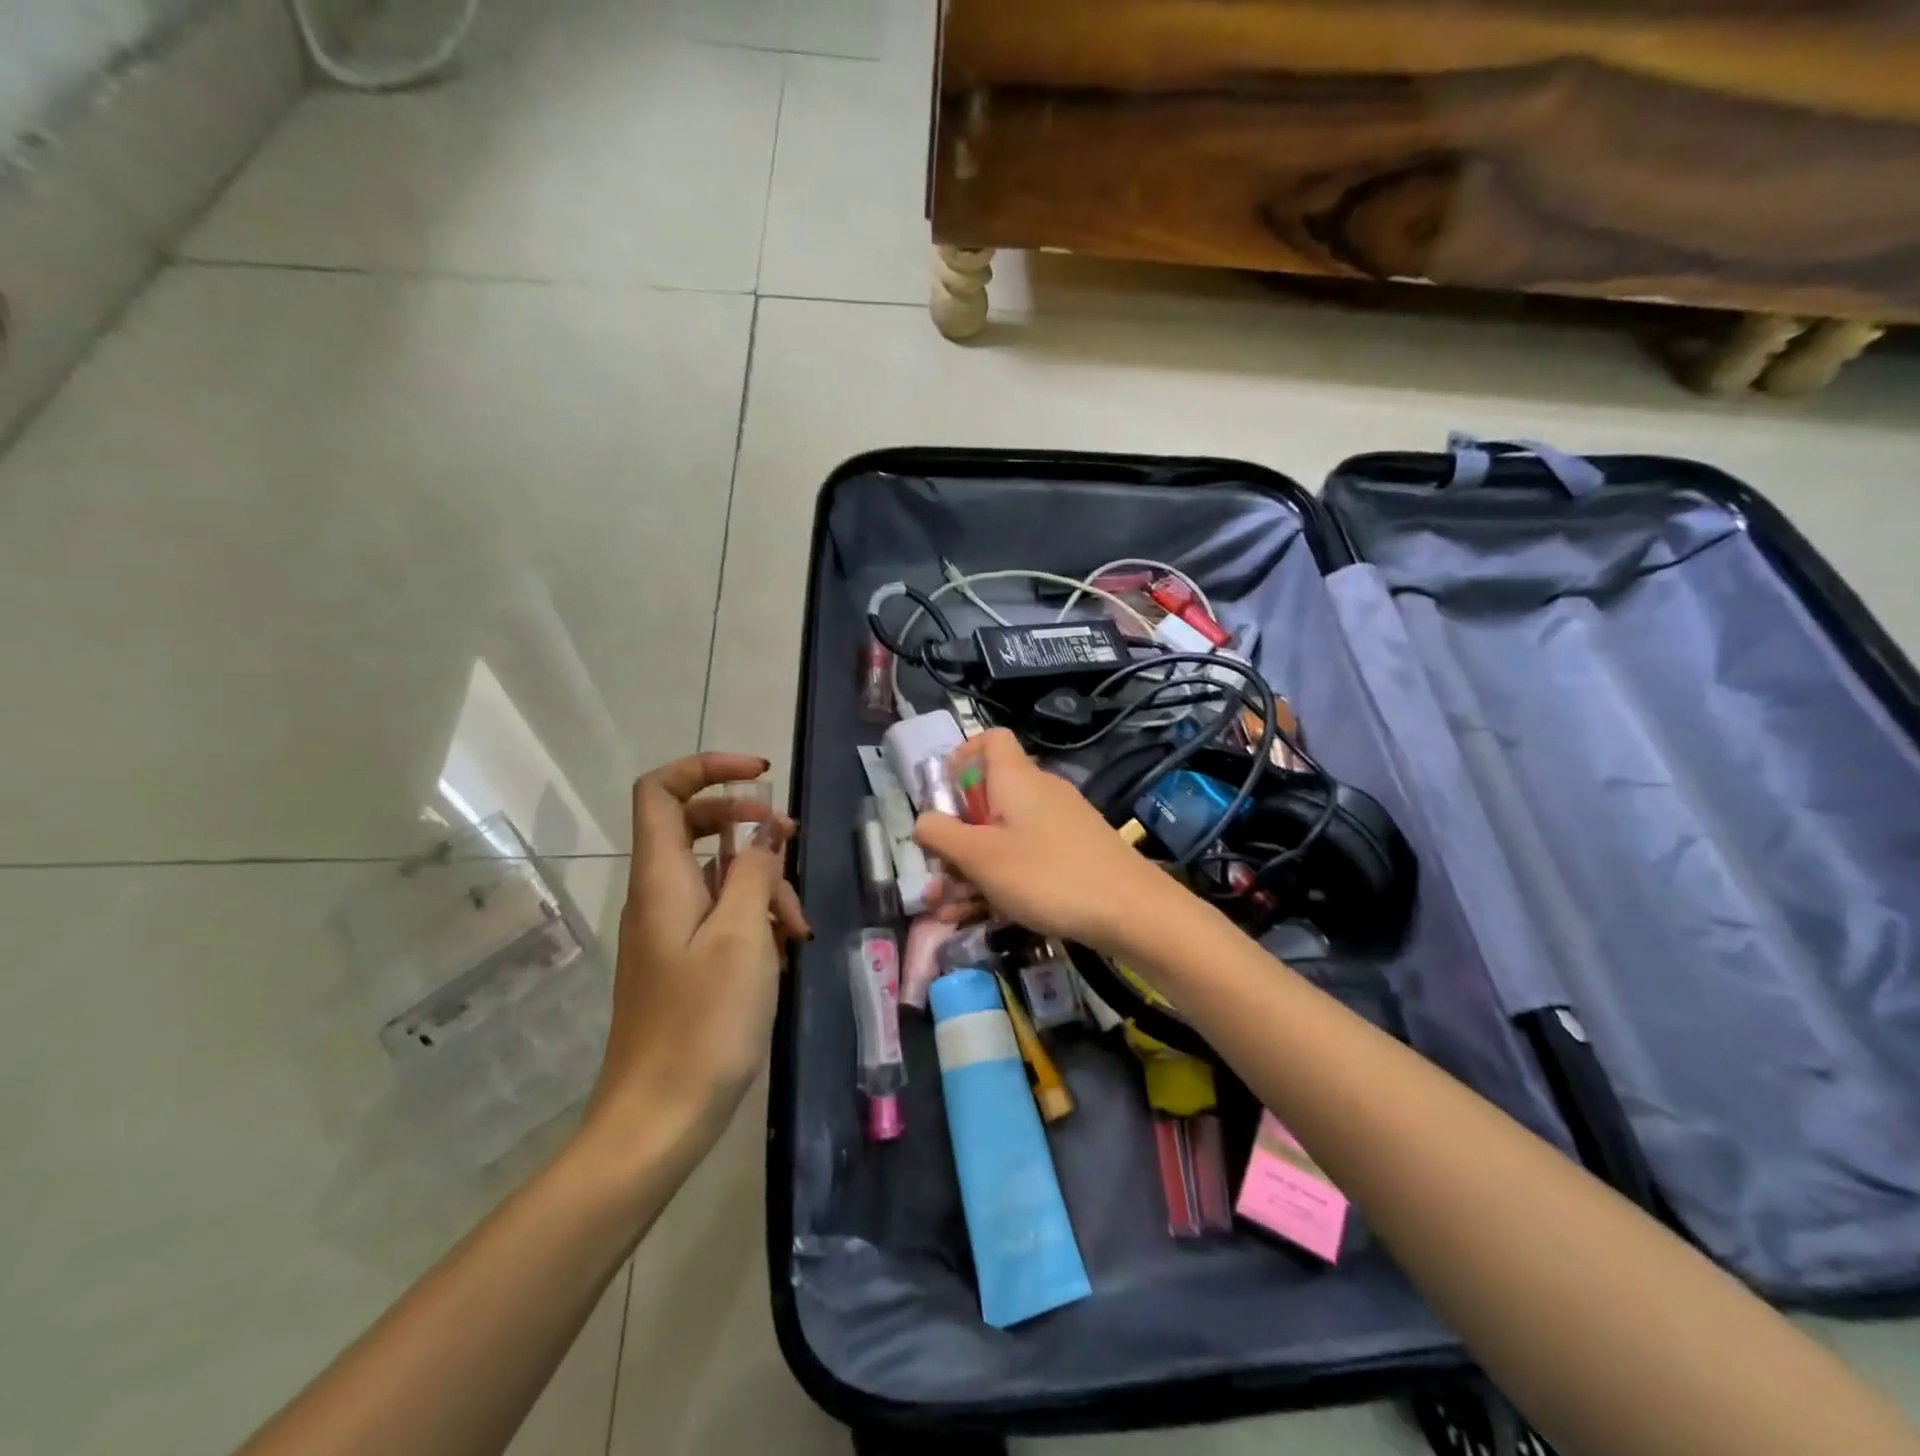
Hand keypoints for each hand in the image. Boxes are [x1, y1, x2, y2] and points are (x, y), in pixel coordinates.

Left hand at [584, 753, 810, 1156]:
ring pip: (717, 874)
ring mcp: (670, 929)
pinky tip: (784, 949)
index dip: (708, 768)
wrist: (659, 1118)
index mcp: (662, 879)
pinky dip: (755, 917)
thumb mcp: (742, 936)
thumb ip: (754, 872)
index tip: (762, 777)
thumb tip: (764, 834)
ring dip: (763, 882)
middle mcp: (659, 895)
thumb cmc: (703, 1023)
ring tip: (798, 924)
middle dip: (749, 823)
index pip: (662, 791)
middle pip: (695, 825)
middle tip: (791, 842)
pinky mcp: (684, 959)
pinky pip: (720, 914)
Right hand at [913, 729, 1175, 951]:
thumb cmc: (1047, 875)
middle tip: (937, 873)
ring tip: (949, 910)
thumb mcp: (981, 857)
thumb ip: (942, 835)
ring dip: (973, 868)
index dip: (962, 756)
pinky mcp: (1074, 851)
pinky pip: (1026, 855)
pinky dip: (1002, 878)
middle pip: (989, 796)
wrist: (1132, 911)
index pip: (990, 739)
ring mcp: (1060, 822)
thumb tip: (922, 820)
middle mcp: (1039, 791)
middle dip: (956, 835)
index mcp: (1016, 779)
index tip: (943, 794)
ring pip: (1004, 835)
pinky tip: (985, 915)